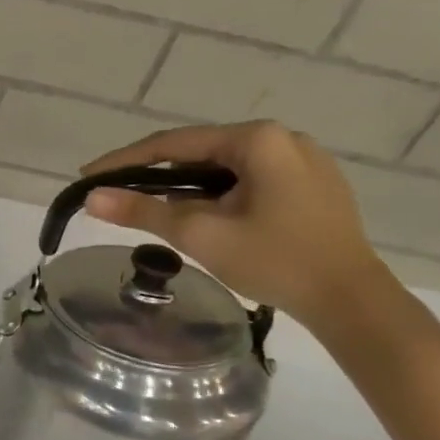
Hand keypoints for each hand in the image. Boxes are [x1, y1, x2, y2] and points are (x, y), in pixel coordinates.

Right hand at [80, 120, 386, 326]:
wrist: (351, 301)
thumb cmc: (275, 261)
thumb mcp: (200, 235)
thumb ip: (143, 211)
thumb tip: (91, 198)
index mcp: (258, 140)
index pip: (172, 145)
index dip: (123, 161)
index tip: (87, 177)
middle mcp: (283, 139)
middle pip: (199, 153)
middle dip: (155, 175)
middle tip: (118, 196)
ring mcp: (303, 161)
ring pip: (224, 168)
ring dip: (186, 187)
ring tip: (154, 210)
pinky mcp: (312, 185)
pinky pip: (249, 180)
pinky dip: (216, 194)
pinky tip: (203, 216)